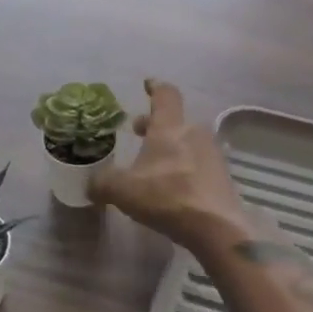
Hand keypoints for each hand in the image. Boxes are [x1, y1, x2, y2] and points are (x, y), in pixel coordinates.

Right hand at [90, 80, 249, 249]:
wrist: (216, 227)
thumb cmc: (167, 196)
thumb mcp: (123, 190)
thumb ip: (103, 183)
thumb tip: (90, 184)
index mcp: (170, 127)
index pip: (165, 95)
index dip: (155, 87)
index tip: (148, 84)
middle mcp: (194, 133)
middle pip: (174, 120)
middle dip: (154, 124)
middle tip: (137, 131)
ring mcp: (212, 154)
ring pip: (187, 141)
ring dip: (169, 146)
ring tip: (152, 163)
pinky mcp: (222, 176)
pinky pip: (198, 162)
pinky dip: (183, 166)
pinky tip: (172, 185)